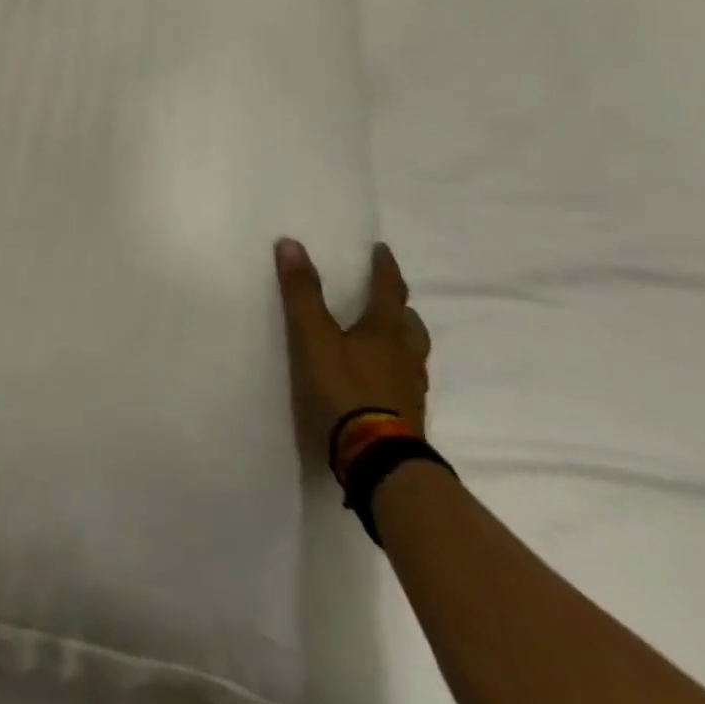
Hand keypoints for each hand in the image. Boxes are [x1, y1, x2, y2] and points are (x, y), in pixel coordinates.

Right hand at [274, 238, 430, 471]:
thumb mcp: (313, 337)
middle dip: (400, 308)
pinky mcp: (408, 419)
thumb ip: (302, 293)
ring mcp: (410, 391)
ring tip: (387, 339)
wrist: (378, 460)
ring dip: (402, 341)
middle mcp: (404, 357)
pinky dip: (396, 373)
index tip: (382, 250)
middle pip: (410, 325)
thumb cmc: (345, 390)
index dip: (385, 269)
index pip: (389, 291)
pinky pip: (406, 384)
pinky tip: (383, 383)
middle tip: (390, 299)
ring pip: (412, 356)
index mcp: (385, 332)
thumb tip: (292, 243)